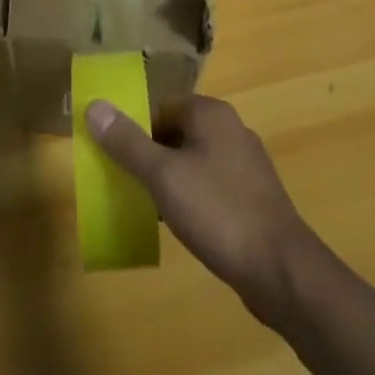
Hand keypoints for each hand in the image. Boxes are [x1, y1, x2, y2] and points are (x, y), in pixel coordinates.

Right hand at [86, 95, 320, 325]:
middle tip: (127, 184)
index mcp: (210, 113)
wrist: (280, 269)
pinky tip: (180, 223)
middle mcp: (231, 129)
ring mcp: (245, 163)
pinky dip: (191, 196)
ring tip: (147, 206)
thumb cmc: (217, 211)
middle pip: (175, 132)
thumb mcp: (162, 175)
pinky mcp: (252, 195)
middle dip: (149, 155)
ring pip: (192, 160)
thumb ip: (127, 141)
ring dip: (168, 178)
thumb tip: (94, 105)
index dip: (134, 130)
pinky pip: (210, 184)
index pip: (159, 107)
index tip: (115, 160)